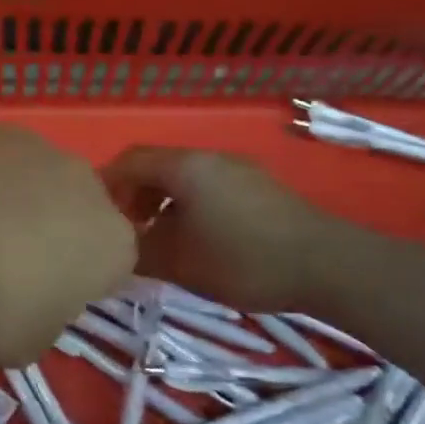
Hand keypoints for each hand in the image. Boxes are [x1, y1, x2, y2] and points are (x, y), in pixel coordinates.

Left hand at [0, 126, 134, 364]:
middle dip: (48, 233)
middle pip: (74, 211)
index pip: (111, 265)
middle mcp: (84, 183)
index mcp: (111, 243)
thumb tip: (31, 301)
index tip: (40, 300)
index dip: (76, 284)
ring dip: (9, 201)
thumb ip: (44, 319)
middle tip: (1, 266)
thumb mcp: (25, 344)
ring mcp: (34, 145)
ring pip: (31, 179)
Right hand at [102, 146, 347, 312]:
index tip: (96, 216)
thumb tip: (114, 251)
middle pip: (156, 166)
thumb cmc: (244, 259)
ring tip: (158, 238)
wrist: (327, 265)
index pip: (129, 161)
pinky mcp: (259, 187)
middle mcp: (209, 158)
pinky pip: (208, 187)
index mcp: (185, 167)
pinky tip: (196, 239)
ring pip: (184, 178)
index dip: (107, 185)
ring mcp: (238, 169)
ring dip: (162, 202)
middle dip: (133, 195)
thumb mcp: (180, 262)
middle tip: (125, 230)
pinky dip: (188, 206)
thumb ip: (139, 252)